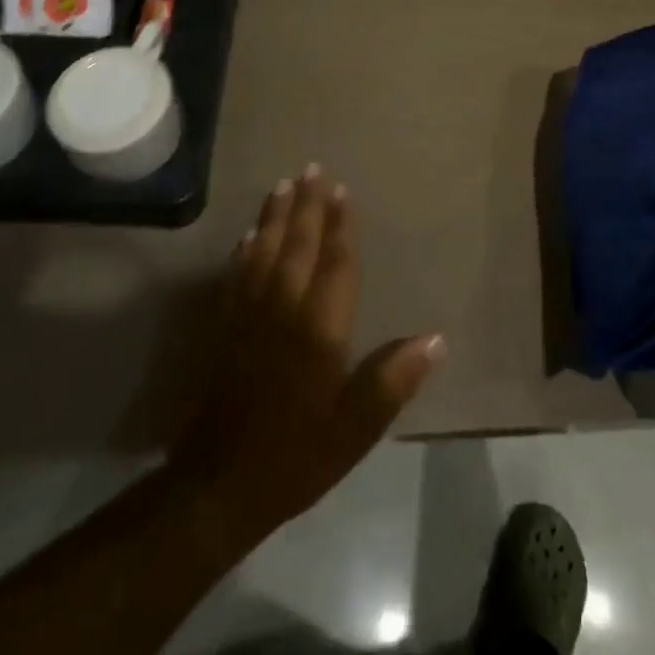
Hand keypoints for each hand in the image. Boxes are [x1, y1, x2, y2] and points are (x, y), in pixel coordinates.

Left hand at [170, 165, 443, 547]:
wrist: (218, 486)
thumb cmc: (296, 456)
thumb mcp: (355, 430)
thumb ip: (392, 381)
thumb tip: (436, 339)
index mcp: (319, 330)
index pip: (335, 264)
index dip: (341, 226)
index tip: (343, 190)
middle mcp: (283, 310)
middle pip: (298, 246)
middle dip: (307, 205)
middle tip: (312, 168)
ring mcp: (249, 317)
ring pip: (264, 252)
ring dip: (275, 216)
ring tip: (283, 184)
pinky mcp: (225, 329)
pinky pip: (238, 275)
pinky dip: (245, 249)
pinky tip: (247, 234)